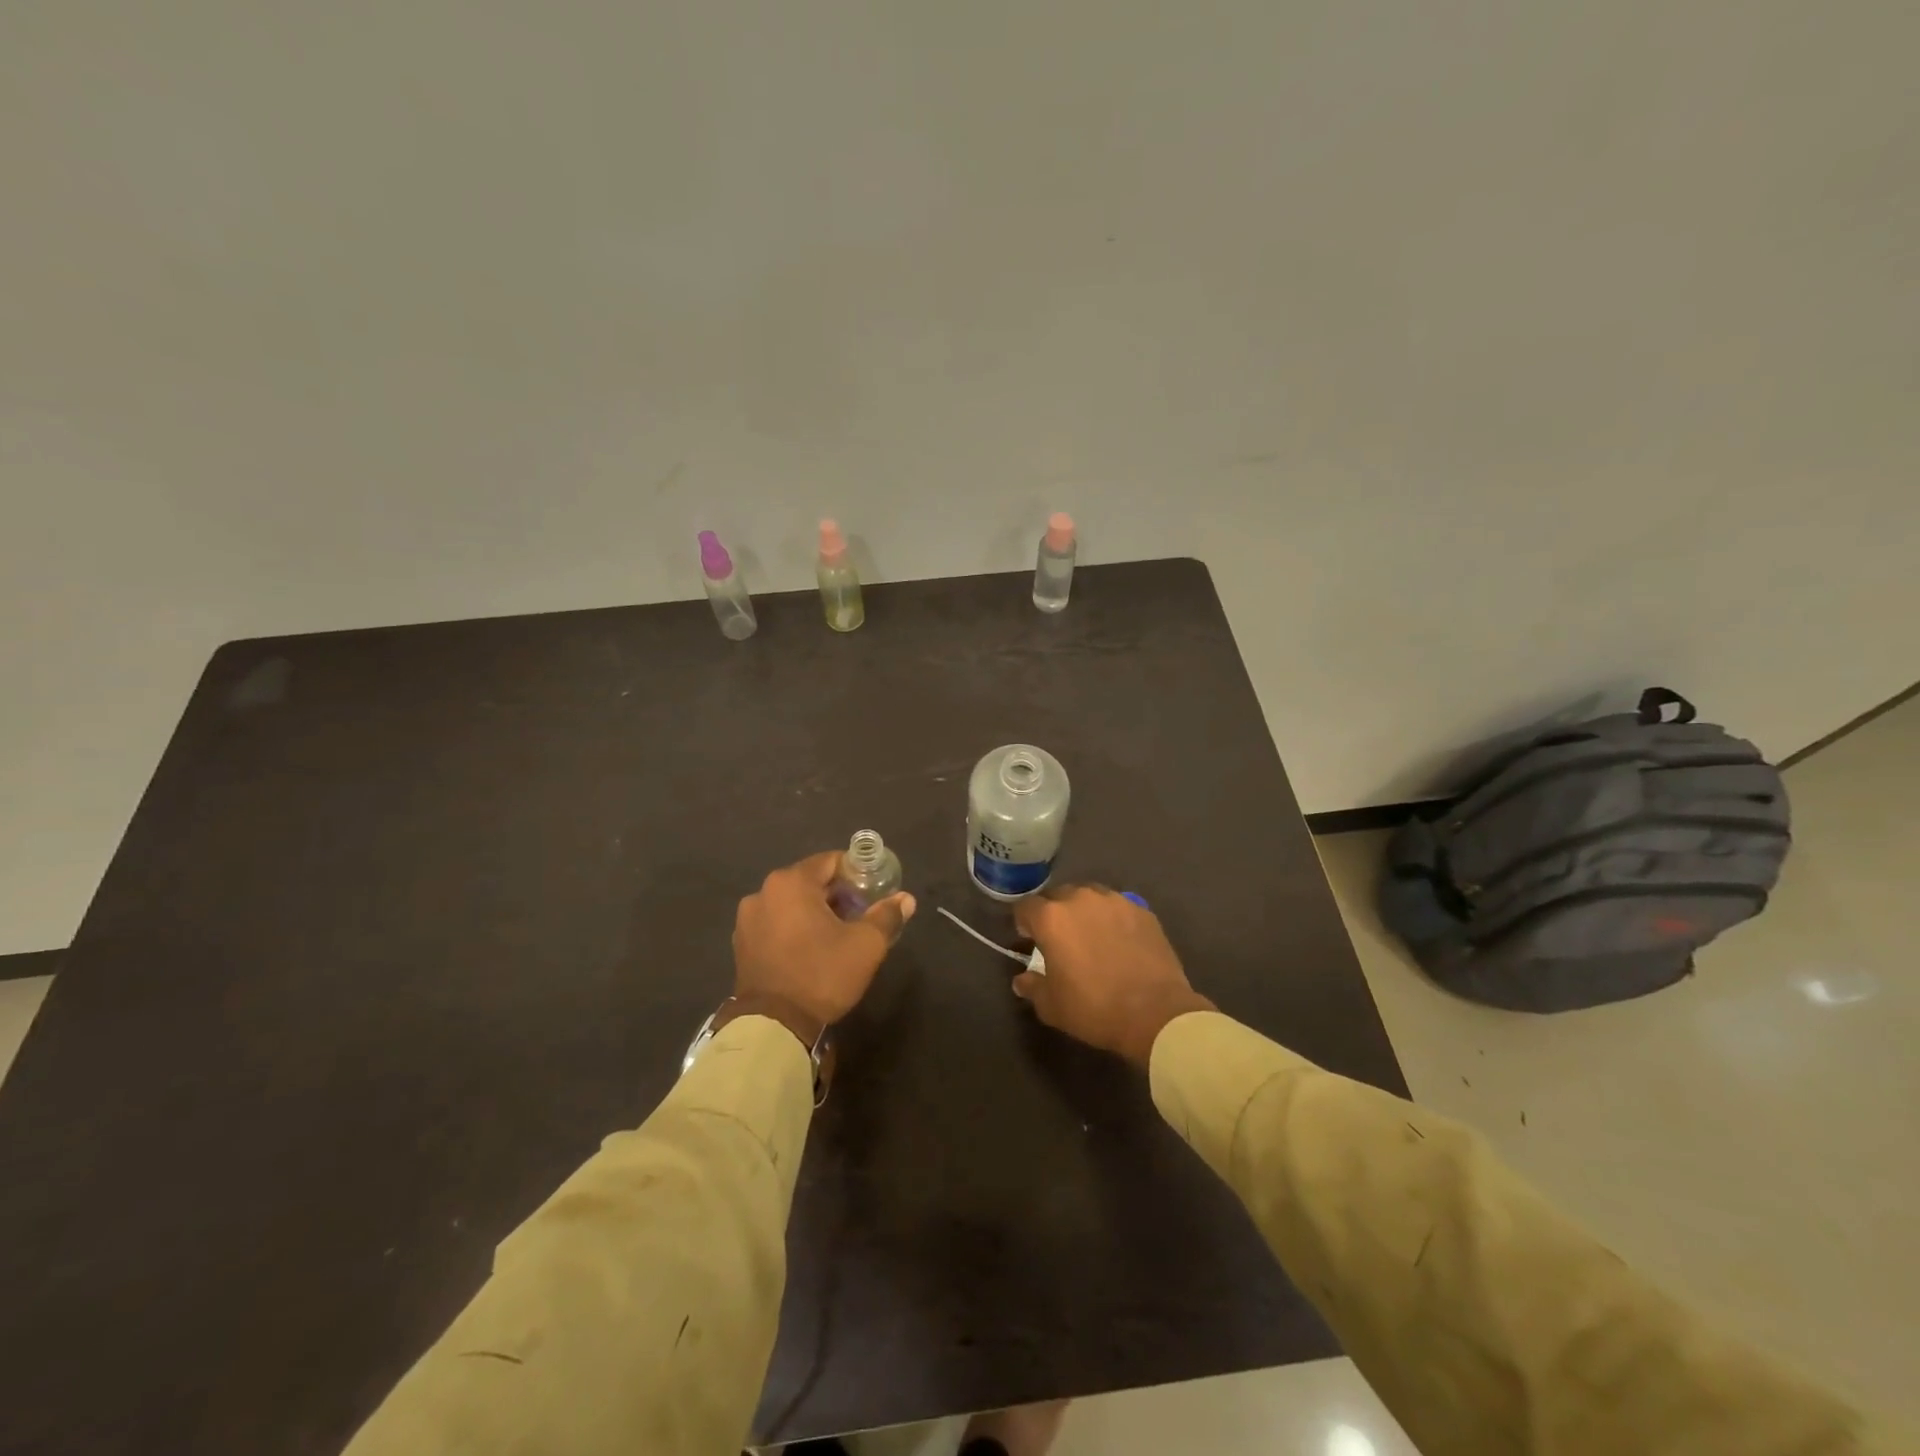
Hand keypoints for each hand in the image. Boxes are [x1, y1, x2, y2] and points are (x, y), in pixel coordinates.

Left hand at [732, 851, 915, 1030]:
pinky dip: (794, 928)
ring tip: (837, 936)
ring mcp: (748, 918)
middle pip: (810, 881)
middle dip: (837, 895)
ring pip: (792, 903)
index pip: (831, 861)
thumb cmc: (821, 974)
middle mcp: (764, 892)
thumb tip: (906, 899)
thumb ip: (887, 916)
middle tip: (860, 916)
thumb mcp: (865, 945)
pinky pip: (776, 923)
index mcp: (791, 882)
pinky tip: (810, 950)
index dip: (856, 874)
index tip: (873, 893)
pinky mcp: (741, 943)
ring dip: (815, 912)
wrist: (773, 1026)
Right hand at [1012, 885, 1212, 1067]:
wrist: (1155, 1012)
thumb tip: (1022, 979)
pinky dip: (1113, 918)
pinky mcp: (1142, 910)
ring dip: (1084, 911)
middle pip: (1058, 895)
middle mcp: (1081, 899)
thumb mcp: (1052, 1006)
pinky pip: (1118, 907)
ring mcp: (1115, 901)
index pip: (1026, 907)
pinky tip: (1120, 941)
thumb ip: (1032, 986)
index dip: (1024, 922)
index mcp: (1052, 918)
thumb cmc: (1094, 1009)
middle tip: (1061, 939)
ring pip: (1090, 896)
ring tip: (1092, 936)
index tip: (1029, 939)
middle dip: (1055, 913)